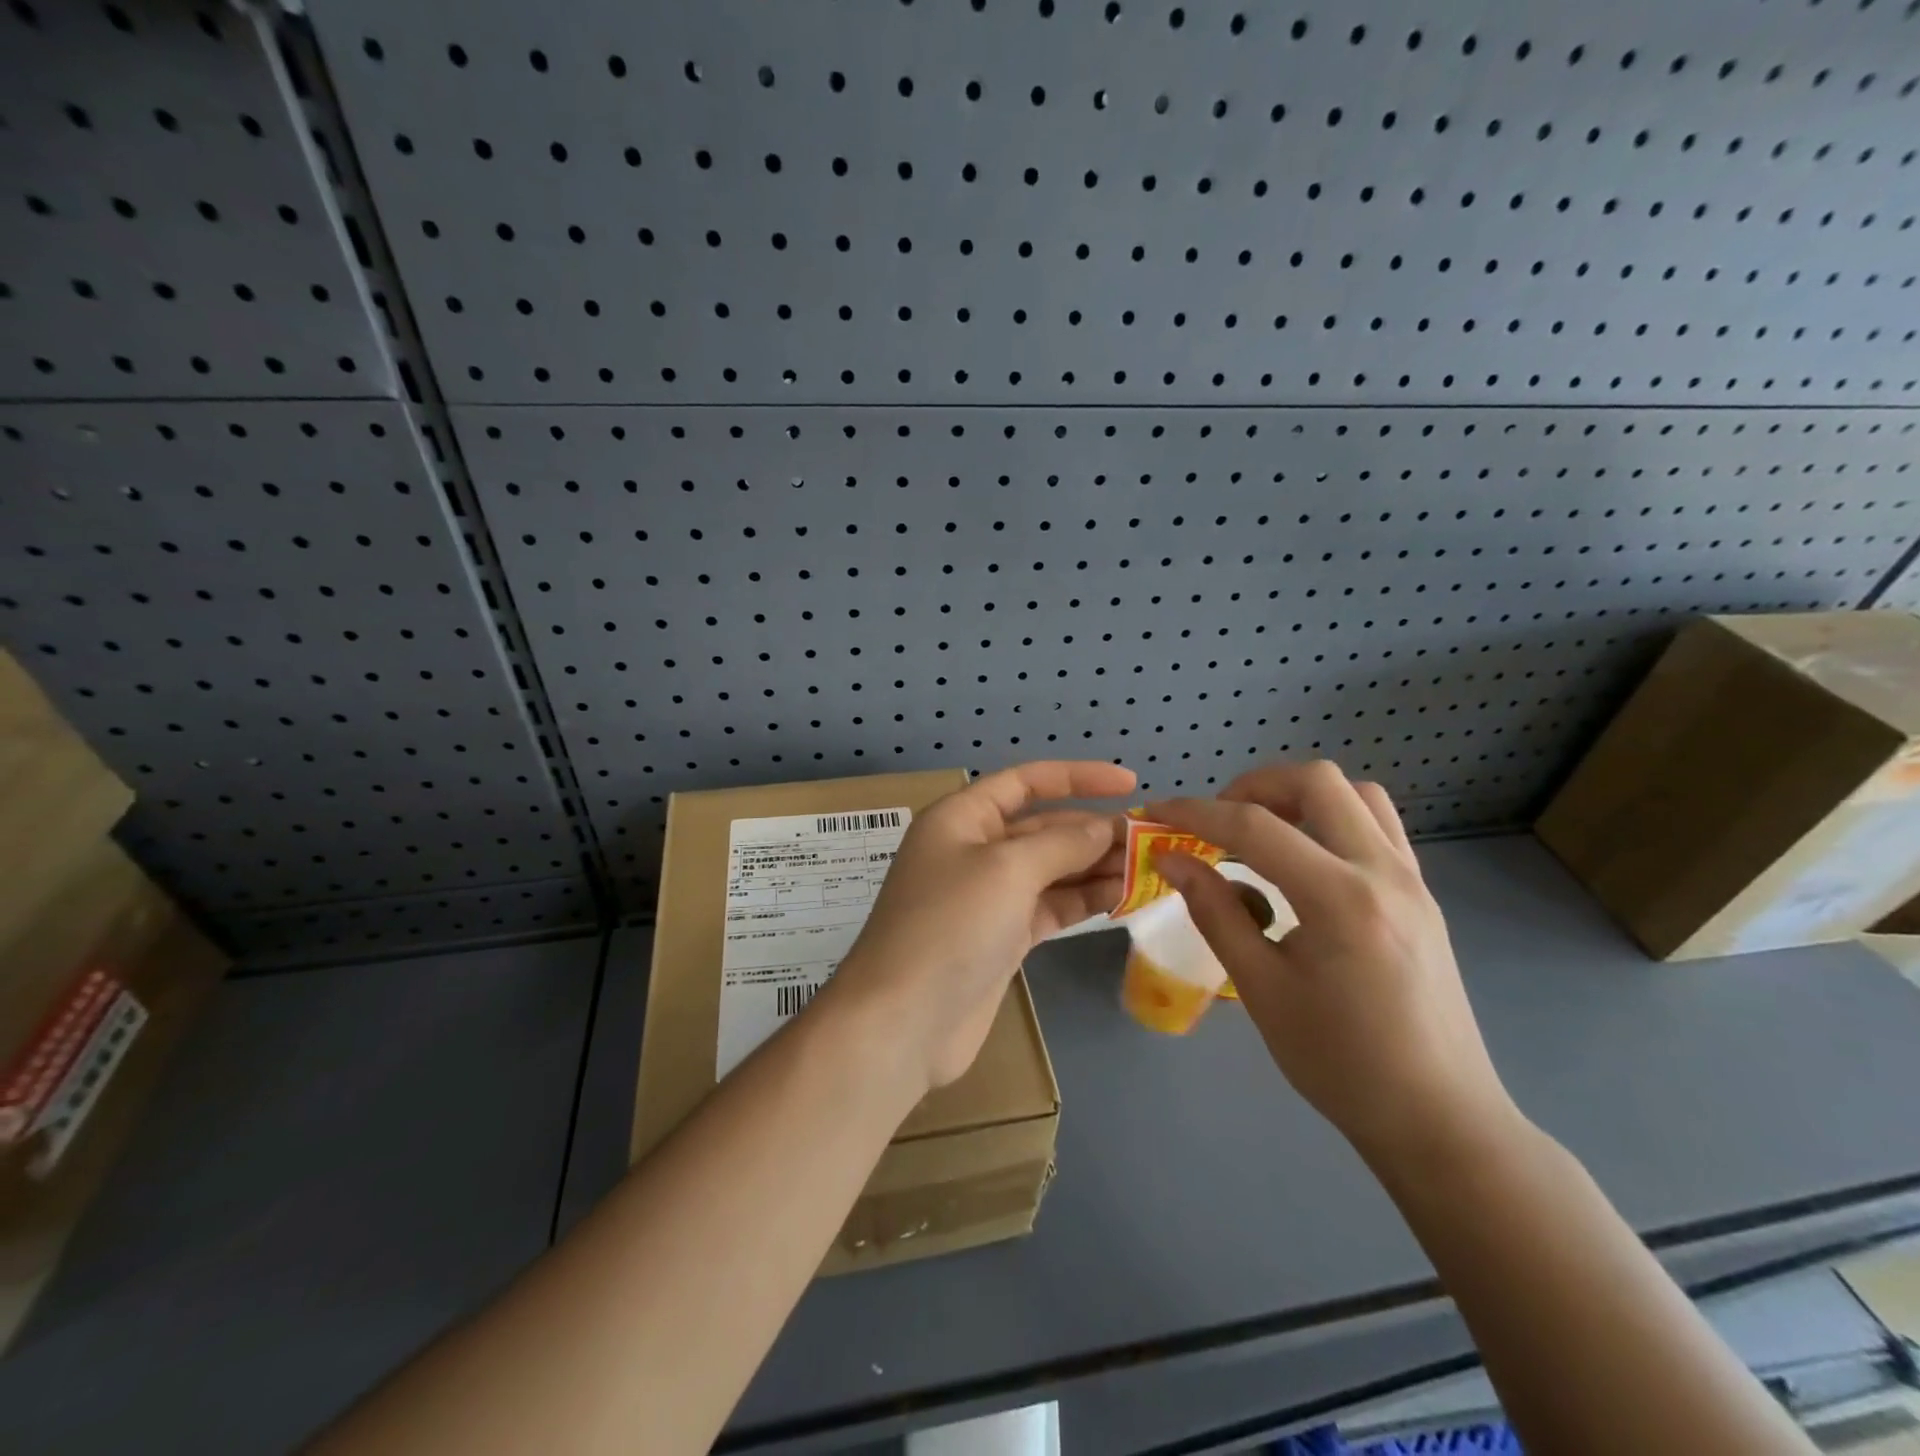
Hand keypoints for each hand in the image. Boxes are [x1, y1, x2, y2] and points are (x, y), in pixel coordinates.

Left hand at [830, 761, 1135, 1090]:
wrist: (904, 1022)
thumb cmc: (950, 927)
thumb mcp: (1007, 870)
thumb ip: (1061, 844)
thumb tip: (1103, 829)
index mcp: (962, 818)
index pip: (1026, 781)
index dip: (1078, 777)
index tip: (1130, 784)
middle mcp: (974, 850)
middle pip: (1043, 828)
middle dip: (1094, 830)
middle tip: (1150, 841)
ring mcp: (988, 897)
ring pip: (1051, 869)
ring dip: (1095, 867)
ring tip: (1148, 870)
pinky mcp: (1002, 937)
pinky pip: (1050, 906)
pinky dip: (1082, 900)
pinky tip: (1121, 898)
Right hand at [1148, 762, 1516, 1166]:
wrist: (1439, 1119)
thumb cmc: (1340, 1063)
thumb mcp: (1262, 988)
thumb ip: (1215, 912)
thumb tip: (1172, 860)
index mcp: (1340, 899)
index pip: (1255, 826)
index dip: (1196, 813)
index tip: (1156, 814)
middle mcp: (1383, 872)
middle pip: (1317, 782)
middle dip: (1255, 787)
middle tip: (1218, 823)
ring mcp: (1412, 880)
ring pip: (1356, 795)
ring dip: (1300, 797)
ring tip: (1261, 834)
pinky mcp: (1422, 895)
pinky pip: (1377, 826)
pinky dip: (1331, 820)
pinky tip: (1303, 863)